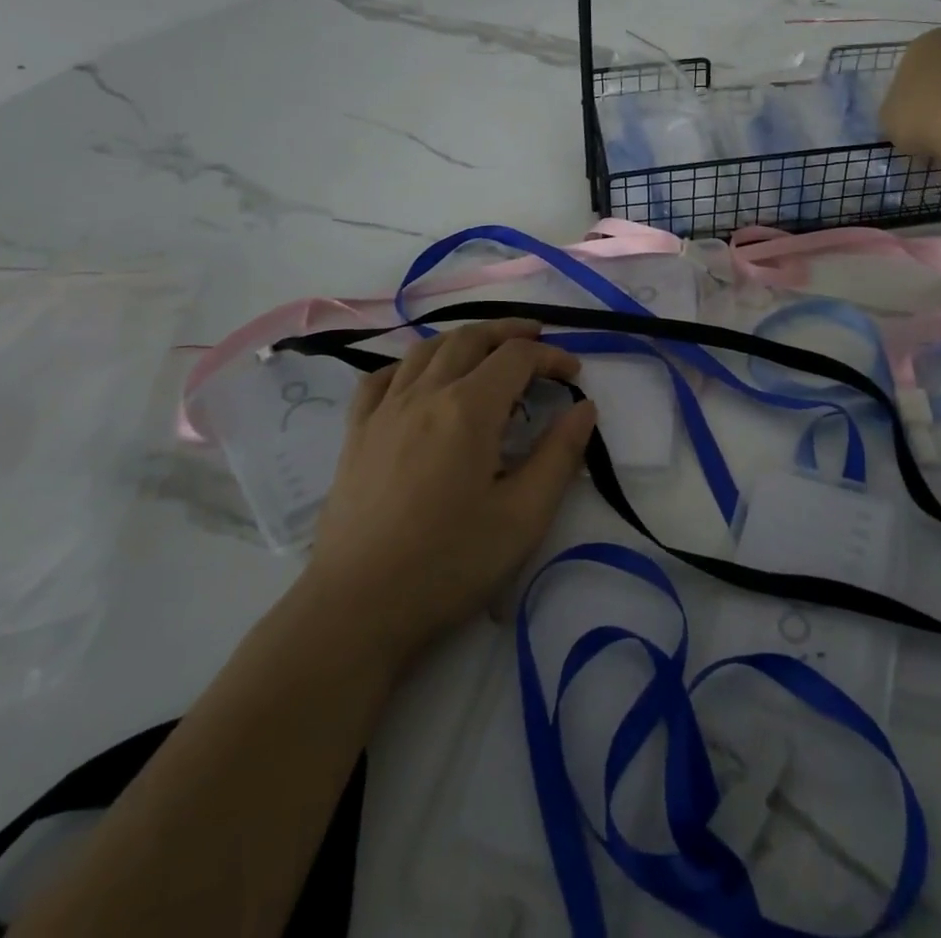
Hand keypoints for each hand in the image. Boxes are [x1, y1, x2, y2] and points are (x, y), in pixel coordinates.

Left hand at [305, 320, 597, 661]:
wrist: (358, 608)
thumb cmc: (449, 563)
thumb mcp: (523, 516)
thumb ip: (559, 455)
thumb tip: (584, 407)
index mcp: (469, 408)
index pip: (516, 357)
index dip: (551, 357)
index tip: (573, 375)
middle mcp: (425, 394)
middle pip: (470, 338)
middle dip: (509, 332)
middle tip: (536, 338)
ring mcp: (384, 411)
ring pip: (425, 350)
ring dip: (463, 339)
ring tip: (485, 349)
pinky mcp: (356, 434)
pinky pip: (381, 378)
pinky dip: (408, 365)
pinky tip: (418, 380)